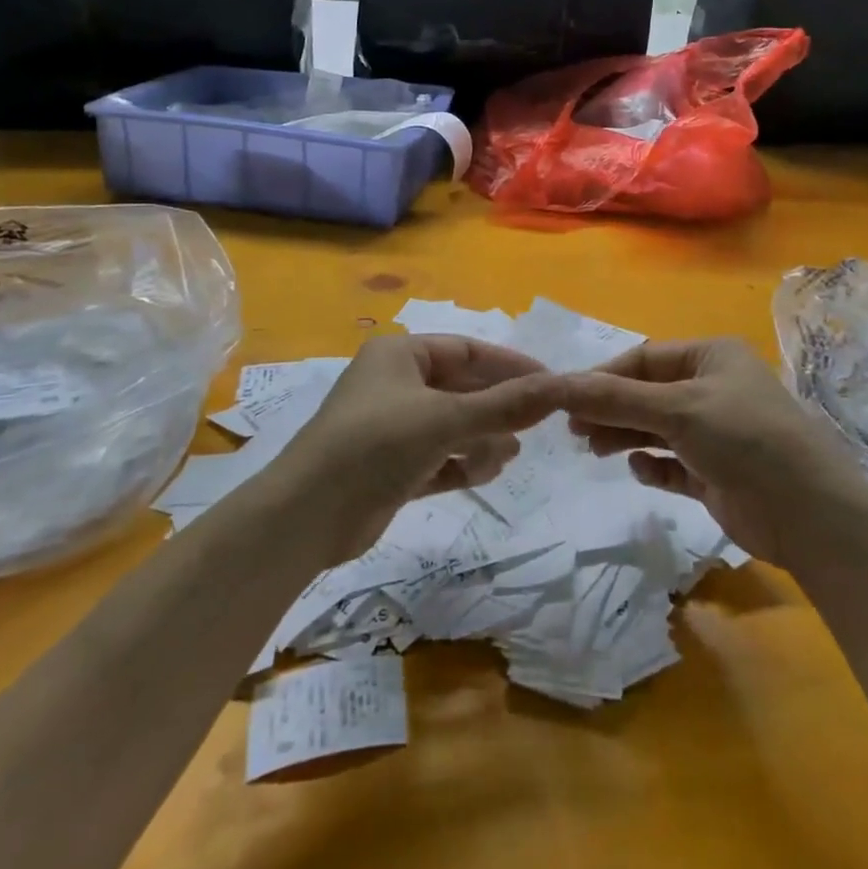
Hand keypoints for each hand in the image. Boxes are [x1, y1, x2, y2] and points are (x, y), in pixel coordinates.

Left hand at [280, 334, 563, 564]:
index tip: (548, 384)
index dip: (509, 366)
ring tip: (506, 457)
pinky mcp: (389, 468)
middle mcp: (395, 384)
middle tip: (533, 428)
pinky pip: (438, 457)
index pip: (467, 350)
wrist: (305, 518)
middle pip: (461, 389)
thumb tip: (563, 386)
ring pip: (451, 425)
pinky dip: (461, 462)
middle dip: (496, 409)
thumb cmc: (375, 445)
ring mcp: (390, 428)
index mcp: (400, 355)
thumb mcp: (445, 420)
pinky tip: (485, 474)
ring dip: (481, 439)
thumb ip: (505, 405)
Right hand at [560, 337, 867, 565]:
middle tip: (573, 431)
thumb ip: (615, 399)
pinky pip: (673, 464)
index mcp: (712, 357)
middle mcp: (714, 389)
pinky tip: (639, 471)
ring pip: (657, 428)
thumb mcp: (677, 410)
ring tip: (594, 451)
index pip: (644, 358)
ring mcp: (716, 433)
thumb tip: (556, 384)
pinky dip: (653, 466)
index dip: (604, 376)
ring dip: (626, 436)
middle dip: (611, 409)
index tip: (565, 398)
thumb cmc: (744, 439)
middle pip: (647, 393)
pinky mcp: (716, 474)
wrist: (810, 514)